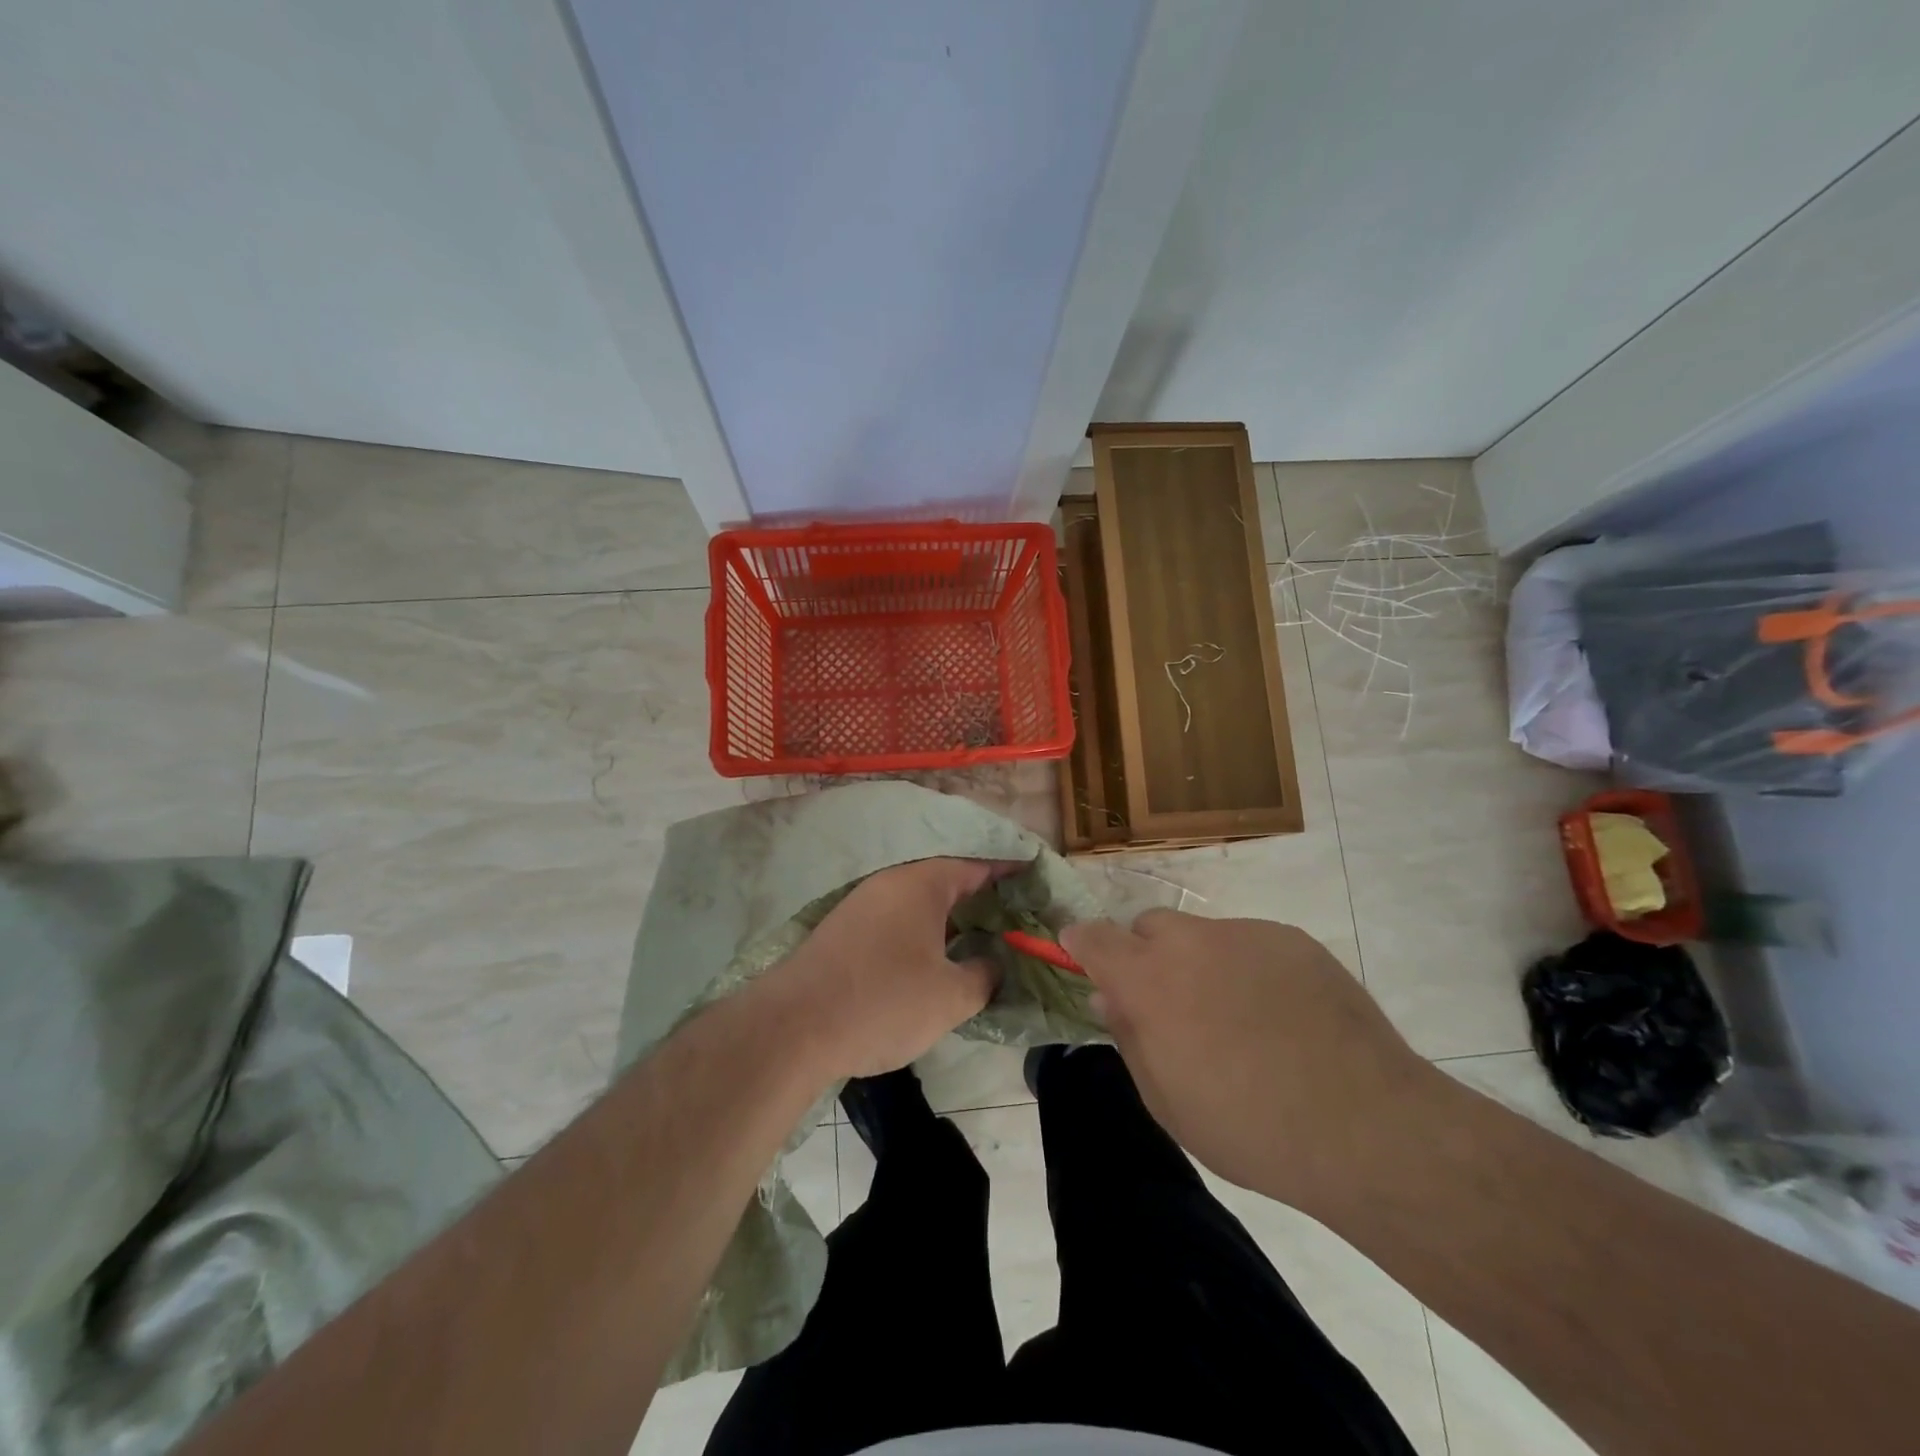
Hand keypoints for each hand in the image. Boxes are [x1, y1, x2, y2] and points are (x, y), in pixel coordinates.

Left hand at [764, 858, 1007, 1081]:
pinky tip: (935, 958)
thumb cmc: (884, 1001)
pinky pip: (898, 919)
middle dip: (982, 897)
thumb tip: (993, 962)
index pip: (978, 865)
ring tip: (982, 939)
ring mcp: (863, 904)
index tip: (1035, 877)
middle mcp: (892, 882)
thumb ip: (984, 974)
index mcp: (923, 883)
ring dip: (951, 917)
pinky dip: (923, 931)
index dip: (1009, 871)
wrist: (794, 1026)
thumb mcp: (951, 996)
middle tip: (1015, 917)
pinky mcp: (844, 931)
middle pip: (947, 880)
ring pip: (920, 902)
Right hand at [1059, 910, 1440, 1211]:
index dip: (1080, 941)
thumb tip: (1109, 997)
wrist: (1365, 1126)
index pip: (1094, 937)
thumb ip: (1129, 1038)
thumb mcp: (1167, 1101)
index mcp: (1149, 979)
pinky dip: (1248, 969)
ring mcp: (1246, 934)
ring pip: (1203, 935)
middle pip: (1149, 926)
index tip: (1077, 952)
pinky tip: (1282, 1016)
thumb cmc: (1248, 1127)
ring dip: (1201, 964)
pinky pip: (1251, 944)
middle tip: (1171, 1004)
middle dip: (1146, 955)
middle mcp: (1191, 941)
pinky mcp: (1293, 939)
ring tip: (1239, 1019)